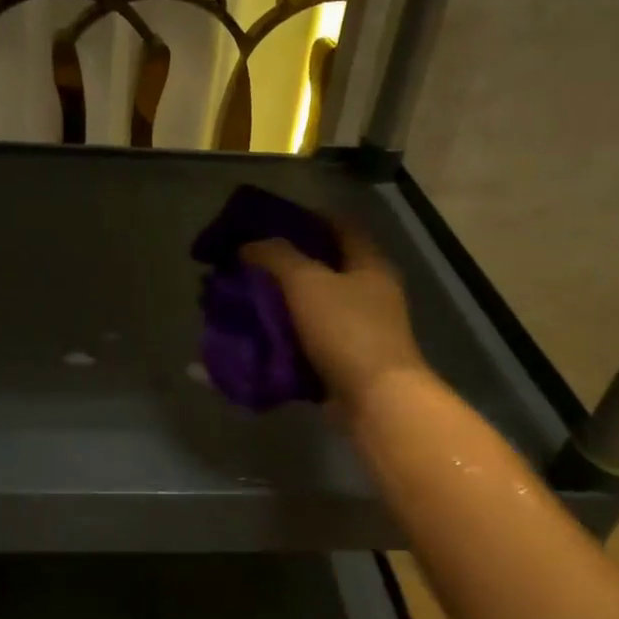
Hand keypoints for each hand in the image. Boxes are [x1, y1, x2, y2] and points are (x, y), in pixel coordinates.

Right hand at [241, 223, 430, 418]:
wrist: (375, 400)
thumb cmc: (346, 331)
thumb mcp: (306, 283)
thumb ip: (276, 257)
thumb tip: (249, 245)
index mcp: (369, 264)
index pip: (340, 226)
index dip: (307, 218)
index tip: (270, 220)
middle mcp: (369, 293)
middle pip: (323, 267)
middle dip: (285, 264)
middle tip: (248, 262)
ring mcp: (358, 330)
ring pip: (312, 306)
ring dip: (280, 302)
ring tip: (244, 298)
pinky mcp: (344, 362)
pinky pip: (307, 342)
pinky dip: (282, 338)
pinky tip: (254, 336)